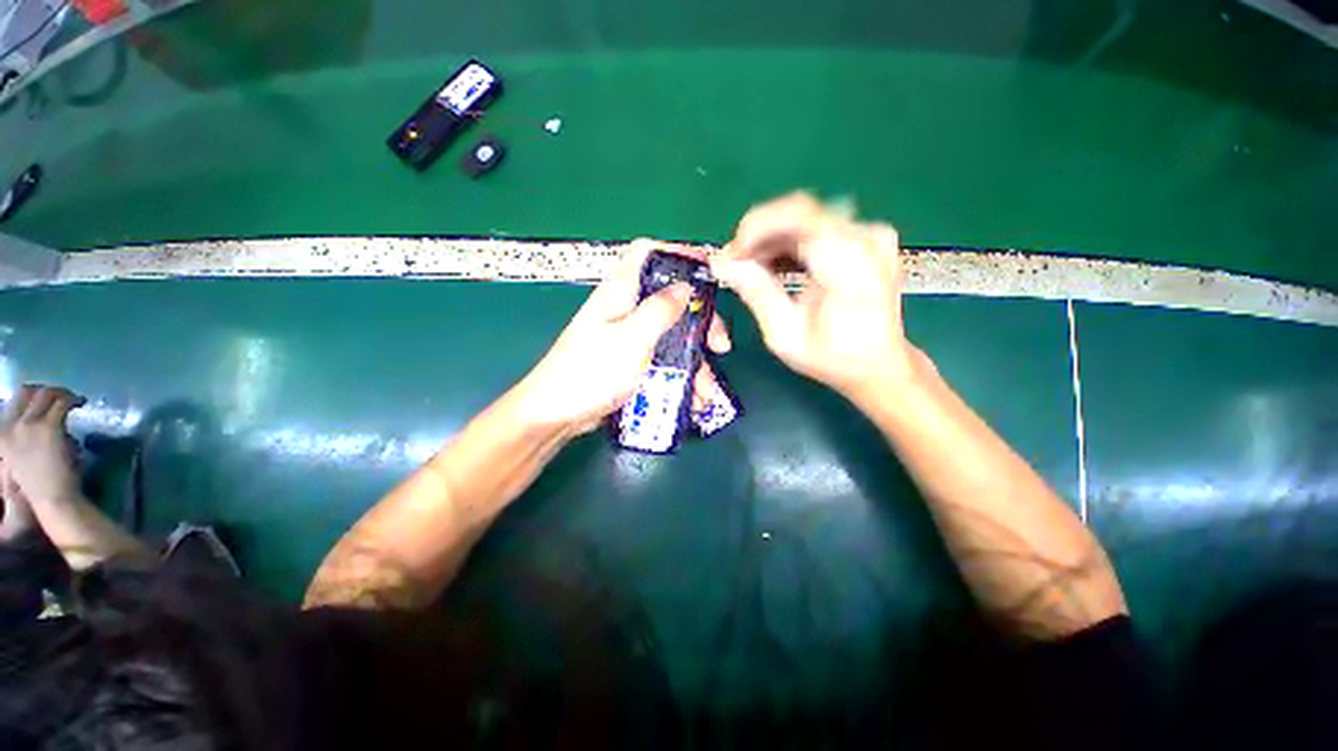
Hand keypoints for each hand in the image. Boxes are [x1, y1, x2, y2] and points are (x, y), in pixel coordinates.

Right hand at [0, 385, 84, 508]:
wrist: (51, 498)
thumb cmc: (40, 484)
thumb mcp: (21, 456)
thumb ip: (24, 437)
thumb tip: (38, 420)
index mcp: (2, 434)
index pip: (14, 401)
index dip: (32, 394)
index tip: (46, 398)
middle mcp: (10, 426)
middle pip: (28, 393)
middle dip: (47, 390)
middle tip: (62, 395)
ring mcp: (28, 425)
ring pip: (46, 394)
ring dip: (62, 393)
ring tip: (74, 399)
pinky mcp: (49, 427)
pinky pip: (62, 403)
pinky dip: (73, 399)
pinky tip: (81, 403)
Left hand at [513, 240, 731, 433]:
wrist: (558, 414)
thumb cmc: (592, 371)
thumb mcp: (631, 338)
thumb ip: (660, 310)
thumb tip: (686, 286)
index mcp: (621, 291)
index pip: (647, 253)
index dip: (677, 254)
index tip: (708, 271)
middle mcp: (626, 309)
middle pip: (671, 300)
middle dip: (701, 322)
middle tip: (720, 345)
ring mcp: (629, 337)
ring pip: (672, 336)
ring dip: (694, 360)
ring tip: (708, 390)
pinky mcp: (631, 361)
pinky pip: (663, 360)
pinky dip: (680, 376)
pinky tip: (694, 398)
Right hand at [710, 192, 915, 401]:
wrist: (879, 365)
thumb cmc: (832, 358)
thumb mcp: (785, 334)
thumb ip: (756, 293)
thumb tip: (721, 263)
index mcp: (850, 261)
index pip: (796, 215)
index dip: (755, 229)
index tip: (731, 256)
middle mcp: (865, 236)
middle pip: (798, 213)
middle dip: (758, 236)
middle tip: (734, 265)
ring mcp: (868, 233)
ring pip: (804, 218)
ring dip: (770, 240)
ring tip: (750, 269)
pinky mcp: (864, 238)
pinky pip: (816, 227)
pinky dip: (788, 243)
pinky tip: (773, 265)